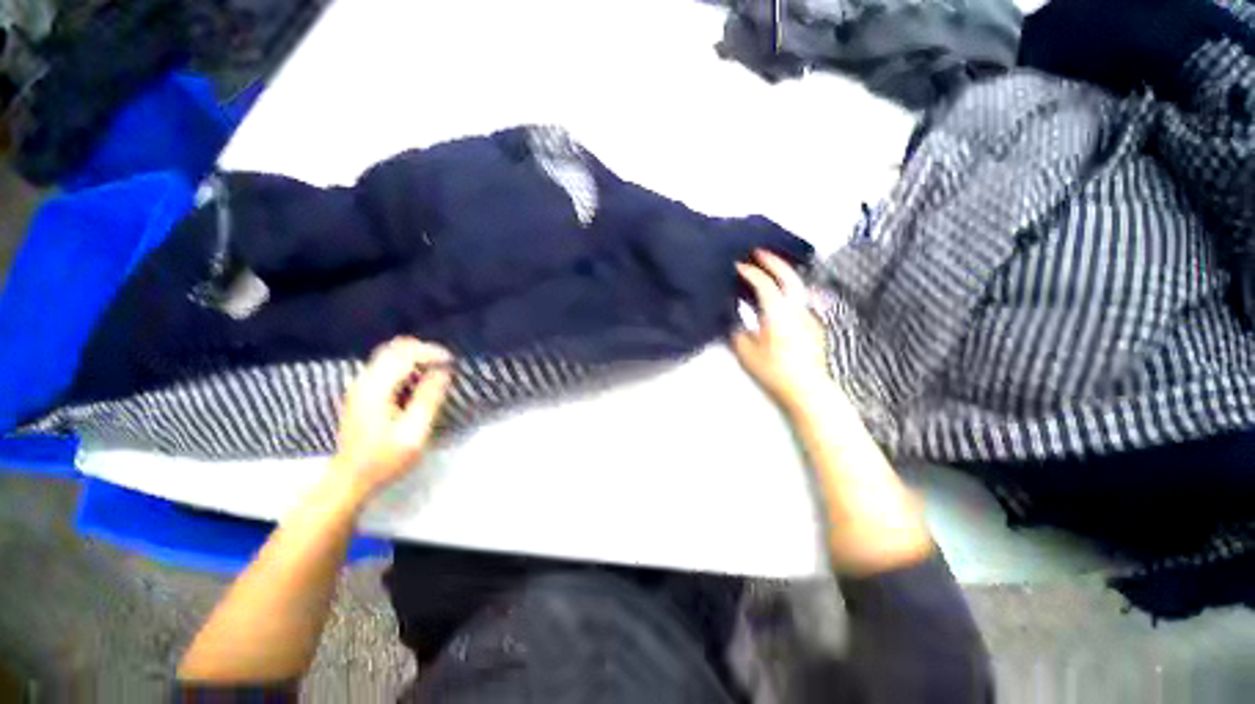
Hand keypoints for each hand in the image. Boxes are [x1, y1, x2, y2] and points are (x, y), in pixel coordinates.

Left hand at [332, 337, 452, 498]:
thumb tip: (444, 371)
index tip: (452, 363)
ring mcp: (361, 385)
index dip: (432, 353)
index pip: (405, 354)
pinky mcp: (363, 391)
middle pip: (395, 347)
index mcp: (375, 389)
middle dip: (424, 350)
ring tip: (437, 372)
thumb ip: (428, 398)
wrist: (351, 478)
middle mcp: (365, 380)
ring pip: (390, 354)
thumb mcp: (414, 432)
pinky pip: (387, 365)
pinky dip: (407, 365)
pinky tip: (420, 381)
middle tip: (446, 365)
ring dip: (416, 357)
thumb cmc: (385, 459)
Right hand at [732, 250, 828, 412]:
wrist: (806, 387)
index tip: (737, 265)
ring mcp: (808, 314)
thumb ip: (737, 330)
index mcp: (777, 312)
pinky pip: (800, 297)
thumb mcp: (746, 351)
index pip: (764, 284)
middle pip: (788, 276)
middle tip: (758, 252)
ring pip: (798, 284)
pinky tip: (780, 293)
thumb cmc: (773, 370)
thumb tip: (734, 316)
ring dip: (783, 272)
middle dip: (773, 261)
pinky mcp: (813, 323)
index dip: (750, 272)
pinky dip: (788, 287)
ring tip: (769, 267)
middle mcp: (796, 307)